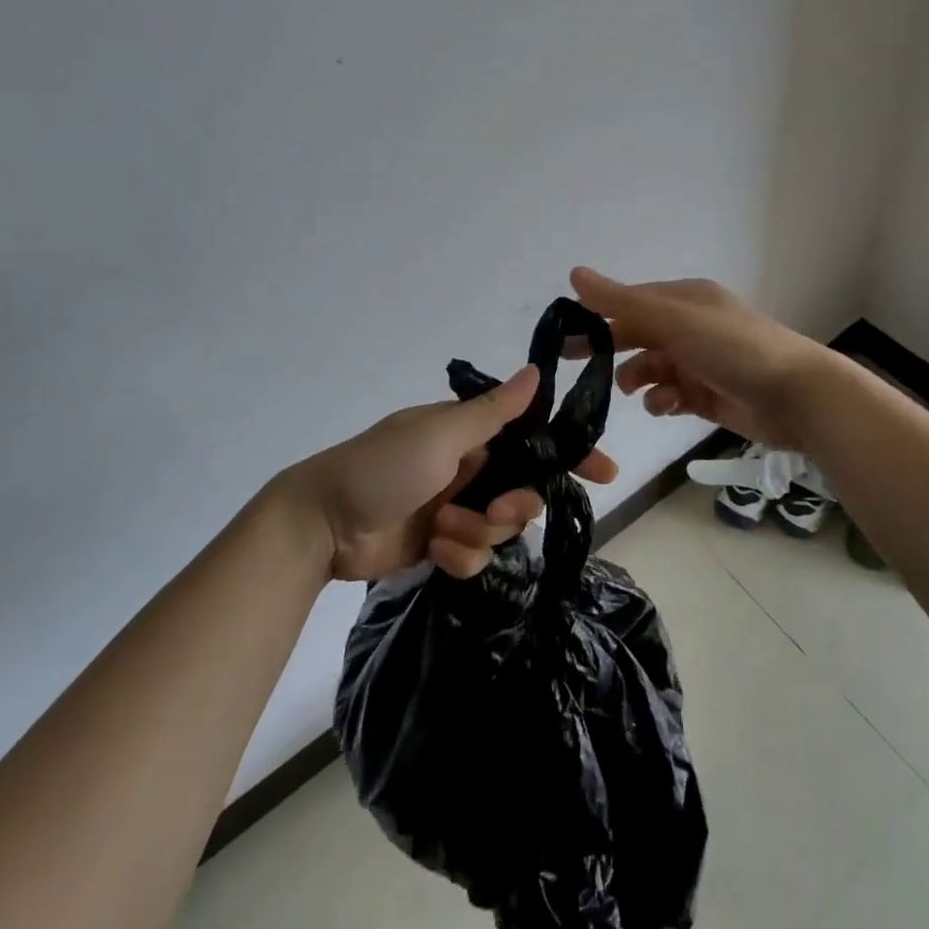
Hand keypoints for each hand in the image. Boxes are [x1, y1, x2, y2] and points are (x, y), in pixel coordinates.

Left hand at [276, 365, 619, 581]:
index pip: (533, 437)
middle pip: (524, 490)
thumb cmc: (384, 466)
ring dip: (478, 533)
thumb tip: (537, 371)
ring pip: (501, 528)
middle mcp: (470, 466)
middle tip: (494, 513)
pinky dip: (459, 556)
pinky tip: (435, 551)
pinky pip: (475, 556)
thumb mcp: (440, 433)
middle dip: (515, 506)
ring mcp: (456, 506)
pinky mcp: (442, 544)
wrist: (323, 523)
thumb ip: (494, 410)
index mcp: (471, 432)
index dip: (568, 454)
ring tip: (445, 530)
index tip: (605, 473)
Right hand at [569, 267, 831, 450]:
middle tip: (572, 364)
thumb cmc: (734, 348)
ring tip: (634, 391)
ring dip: (639, 378)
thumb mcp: (675, 320)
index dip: (597, 315)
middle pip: (638, 335)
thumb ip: (623, 302)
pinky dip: (663, 400)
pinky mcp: (708, 395)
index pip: (631, 302)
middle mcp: (691, 326)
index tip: (564, 334)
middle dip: (610, 348)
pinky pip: (672, 395)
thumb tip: (574, 273)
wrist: (797, 396)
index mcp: (685, 300)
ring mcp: (701, 362)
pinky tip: (665, 406)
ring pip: (653, 367)